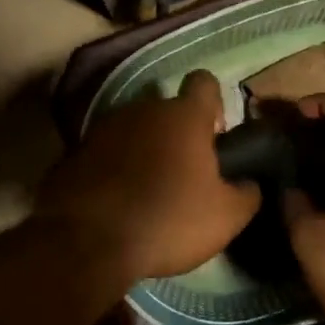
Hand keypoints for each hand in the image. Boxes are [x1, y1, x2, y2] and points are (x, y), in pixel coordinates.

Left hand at [36, 70, 261, 284]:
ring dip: (143, 149)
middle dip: (177, 133)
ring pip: (134, 129)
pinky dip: (114, 167)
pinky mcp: (74, 151)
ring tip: (148, 189)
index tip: (215, 133)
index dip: (214, 103)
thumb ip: (246, 193)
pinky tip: (117, 200)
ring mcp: (104, 127)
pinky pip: (105, 152)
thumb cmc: (167, 220)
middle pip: (167, 109)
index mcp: (184, 116)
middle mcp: (143, 109)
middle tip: (185, 173)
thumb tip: (250, 183)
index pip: (204, 82)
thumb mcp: (226, 217)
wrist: (86, 242)